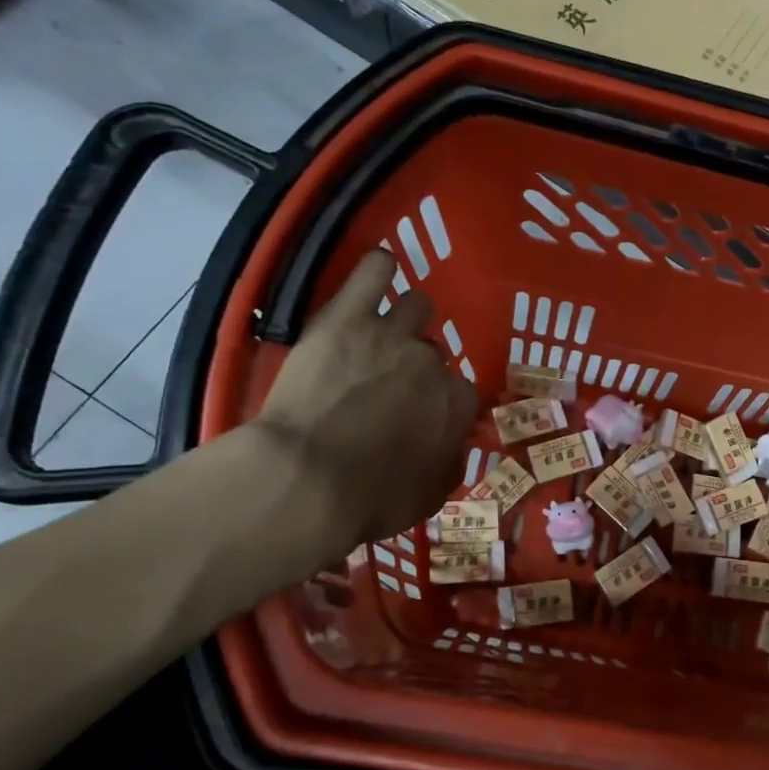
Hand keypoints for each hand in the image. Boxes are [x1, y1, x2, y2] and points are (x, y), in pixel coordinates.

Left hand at [253, 249, 476, 550]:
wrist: (305, 479)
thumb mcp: (425, 500)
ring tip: (382, 334)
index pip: (462, 394)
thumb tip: (452, 451)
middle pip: (434, 353)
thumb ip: (447, 467)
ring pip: (416, 305)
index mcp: (456, 405)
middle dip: (417, 368)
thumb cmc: (368, 500)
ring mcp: (392, 334)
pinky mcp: (347, 315)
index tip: (422, 419)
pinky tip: (377, 272)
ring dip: (405, 319)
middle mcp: (433, 363)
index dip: (442, 406)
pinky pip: (375, 270)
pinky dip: (379, 269)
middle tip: (388, 387)